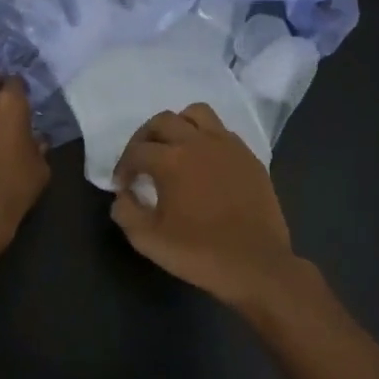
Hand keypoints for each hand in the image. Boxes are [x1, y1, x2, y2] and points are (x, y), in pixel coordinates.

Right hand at [110, 104, 300, 305]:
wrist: (256, 265)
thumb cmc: (199, 253)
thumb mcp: (148, 240)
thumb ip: (126, 212)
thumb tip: (123, 195)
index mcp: (171, 161)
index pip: (136, 151)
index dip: (123, 167)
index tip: (123, 185)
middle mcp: (198, 143)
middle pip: (163, 121)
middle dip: (144, 137)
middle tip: (141, 160)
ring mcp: (228, 146)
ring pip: (197, 114)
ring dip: (178, 125)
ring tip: (174, 149)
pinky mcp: (249, 157)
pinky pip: (222, 132)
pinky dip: (206, 138)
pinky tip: (204, 163)